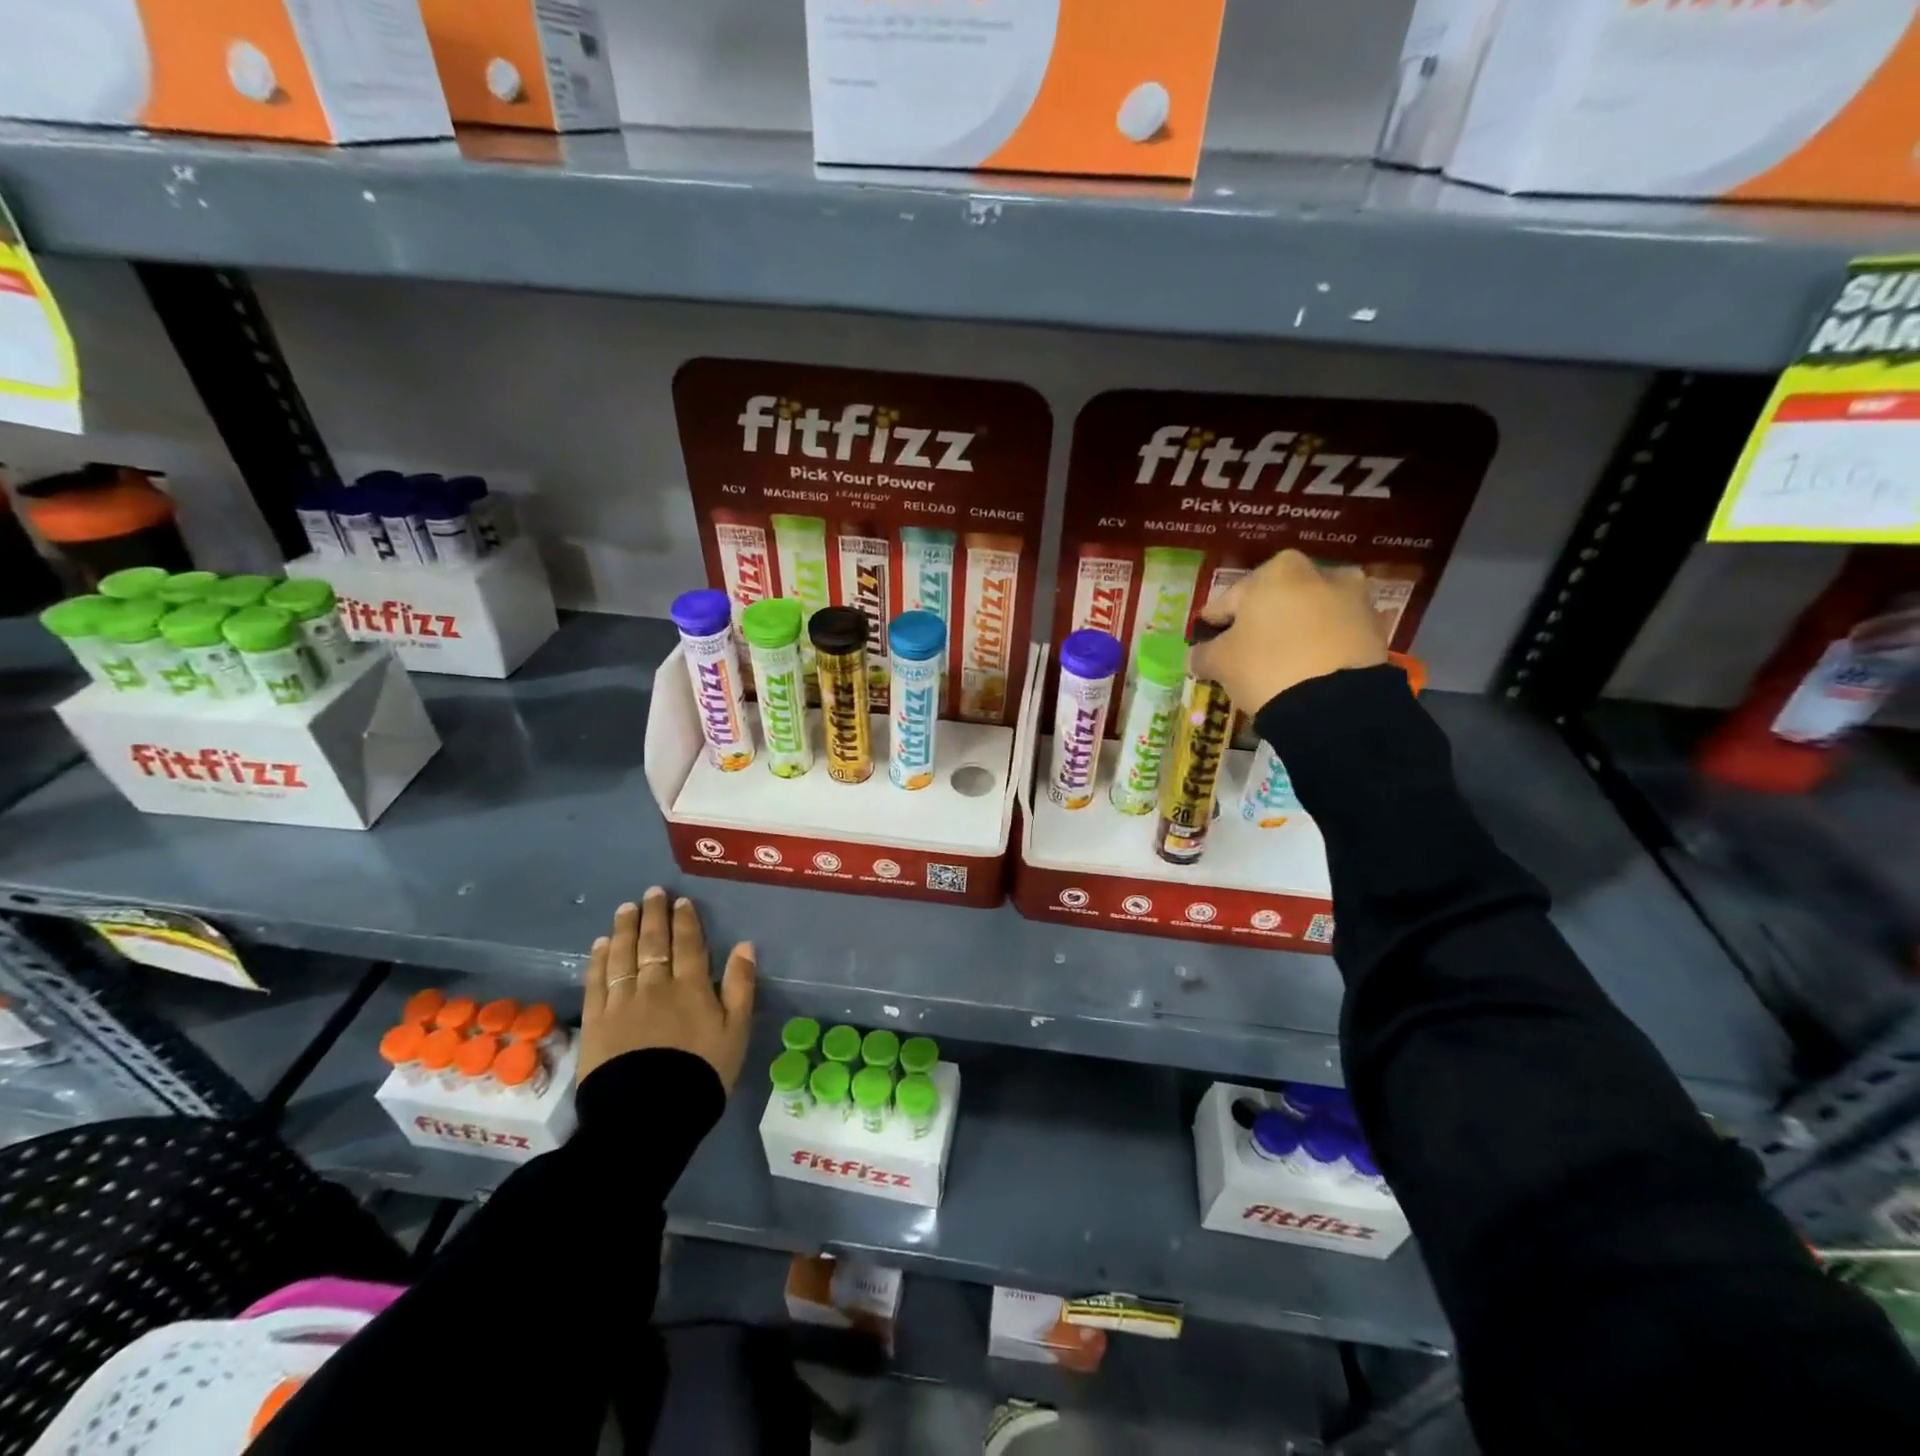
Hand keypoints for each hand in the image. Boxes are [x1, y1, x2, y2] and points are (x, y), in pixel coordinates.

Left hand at [580, 887, 755, 1090]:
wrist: (648, 1115)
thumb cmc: (701, 1073)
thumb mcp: (736, 1031)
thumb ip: (740, 986)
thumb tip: (745, 945)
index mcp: (691, 987)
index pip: (688, 944)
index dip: (684, 921)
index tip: (680, 902)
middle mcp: (655, 985)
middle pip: (653, 942)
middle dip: (653, 915)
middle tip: (651, 893)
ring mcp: (622, 1001)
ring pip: (623, 955)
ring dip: (625, 928)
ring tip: (626, 909)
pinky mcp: (596, 1020)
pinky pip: (597, 981)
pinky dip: (599, 959)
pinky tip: (601, 944)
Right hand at [1188, 550, 1387, 709]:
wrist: (1335, 705)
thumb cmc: (1266, 667)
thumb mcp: (1220, 663)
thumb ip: (1203, 654)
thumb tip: (1197, 656)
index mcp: (1277, 571)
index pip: (1231, 598)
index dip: (1216, 621)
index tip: (1207, 638)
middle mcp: (1319, 573)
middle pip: (1276, 601)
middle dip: (1261, 622)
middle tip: (1245, 651)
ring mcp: (1354, 600)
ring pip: (1309, 615)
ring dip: (1294, 632)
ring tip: (1280, 662)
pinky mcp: (1375, 630)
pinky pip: (1334, 635)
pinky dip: (1320, 647)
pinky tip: (1306, 671)